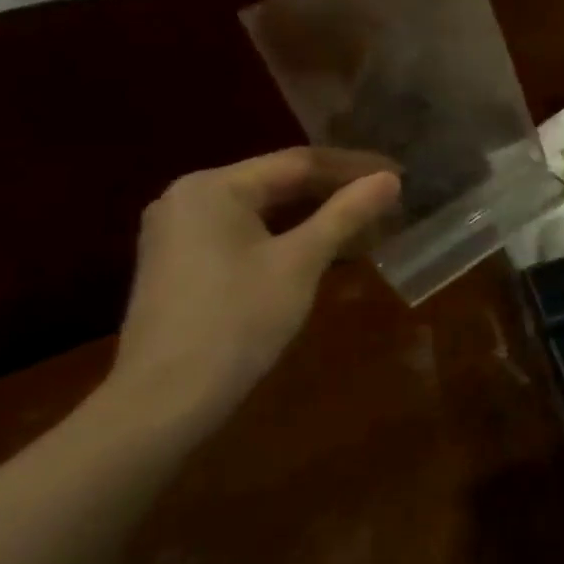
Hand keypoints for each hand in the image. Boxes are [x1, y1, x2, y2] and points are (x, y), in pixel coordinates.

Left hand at [109, 148, 400, 426]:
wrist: (164, 402)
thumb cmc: (237, 320)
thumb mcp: (301, 261)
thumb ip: (347, 214)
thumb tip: (390, 179)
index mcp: (213, 187)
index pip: (298, 162)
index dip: (354, 167)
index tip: (399, 174)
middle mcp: (189, 198)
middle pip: (279, 183)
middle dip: (336, 192)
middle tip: (386, 200)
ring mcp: (180, 233)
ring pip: (264, 211)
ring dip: (315, 216)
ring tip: (365, 224)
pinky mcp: (182, 264)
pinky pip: (246, 234)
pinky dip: (287, 237)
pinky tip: (323, 249)